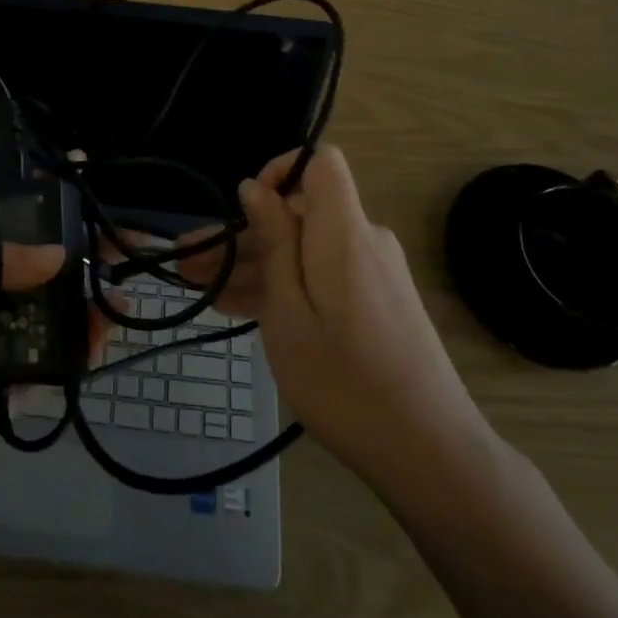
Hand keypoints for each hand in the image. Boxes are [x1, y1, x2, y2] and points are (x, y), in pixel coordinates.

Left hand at [0, 244, 110, 496]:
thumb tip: (60, 254)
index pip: (21, 243)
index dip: (56, 230)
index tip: (94, 217)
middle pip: (48, 278)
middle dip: (85, 266)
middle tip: (128, 254)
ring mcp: (11, 342)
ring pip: (59, 316)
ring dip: (91, 305)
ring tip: (120, 300)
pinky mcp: (22, 381)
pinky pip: (59, 358)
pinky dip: (84, 345)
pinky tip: (102, 335)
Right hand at [190, 147, 493, 491]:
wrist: (429, 454)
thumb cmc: (344, 380)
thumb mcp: (289, 310)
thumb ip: (273, 241)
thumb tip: (256, 187)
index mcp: (343, 231)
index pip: (321, 163)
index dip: (280, 169)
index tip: (244, 207)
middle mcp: (362, 242)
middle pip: (298, 215)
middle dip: (242, 235)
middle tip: (188, 264)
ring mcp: (370, 275)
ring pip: (302, 252)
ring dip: (253, 267)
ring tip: (198, 289)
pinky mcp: (374, 304)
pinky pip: (319, 279)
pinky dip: (282, 288)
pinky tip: (235, 307)